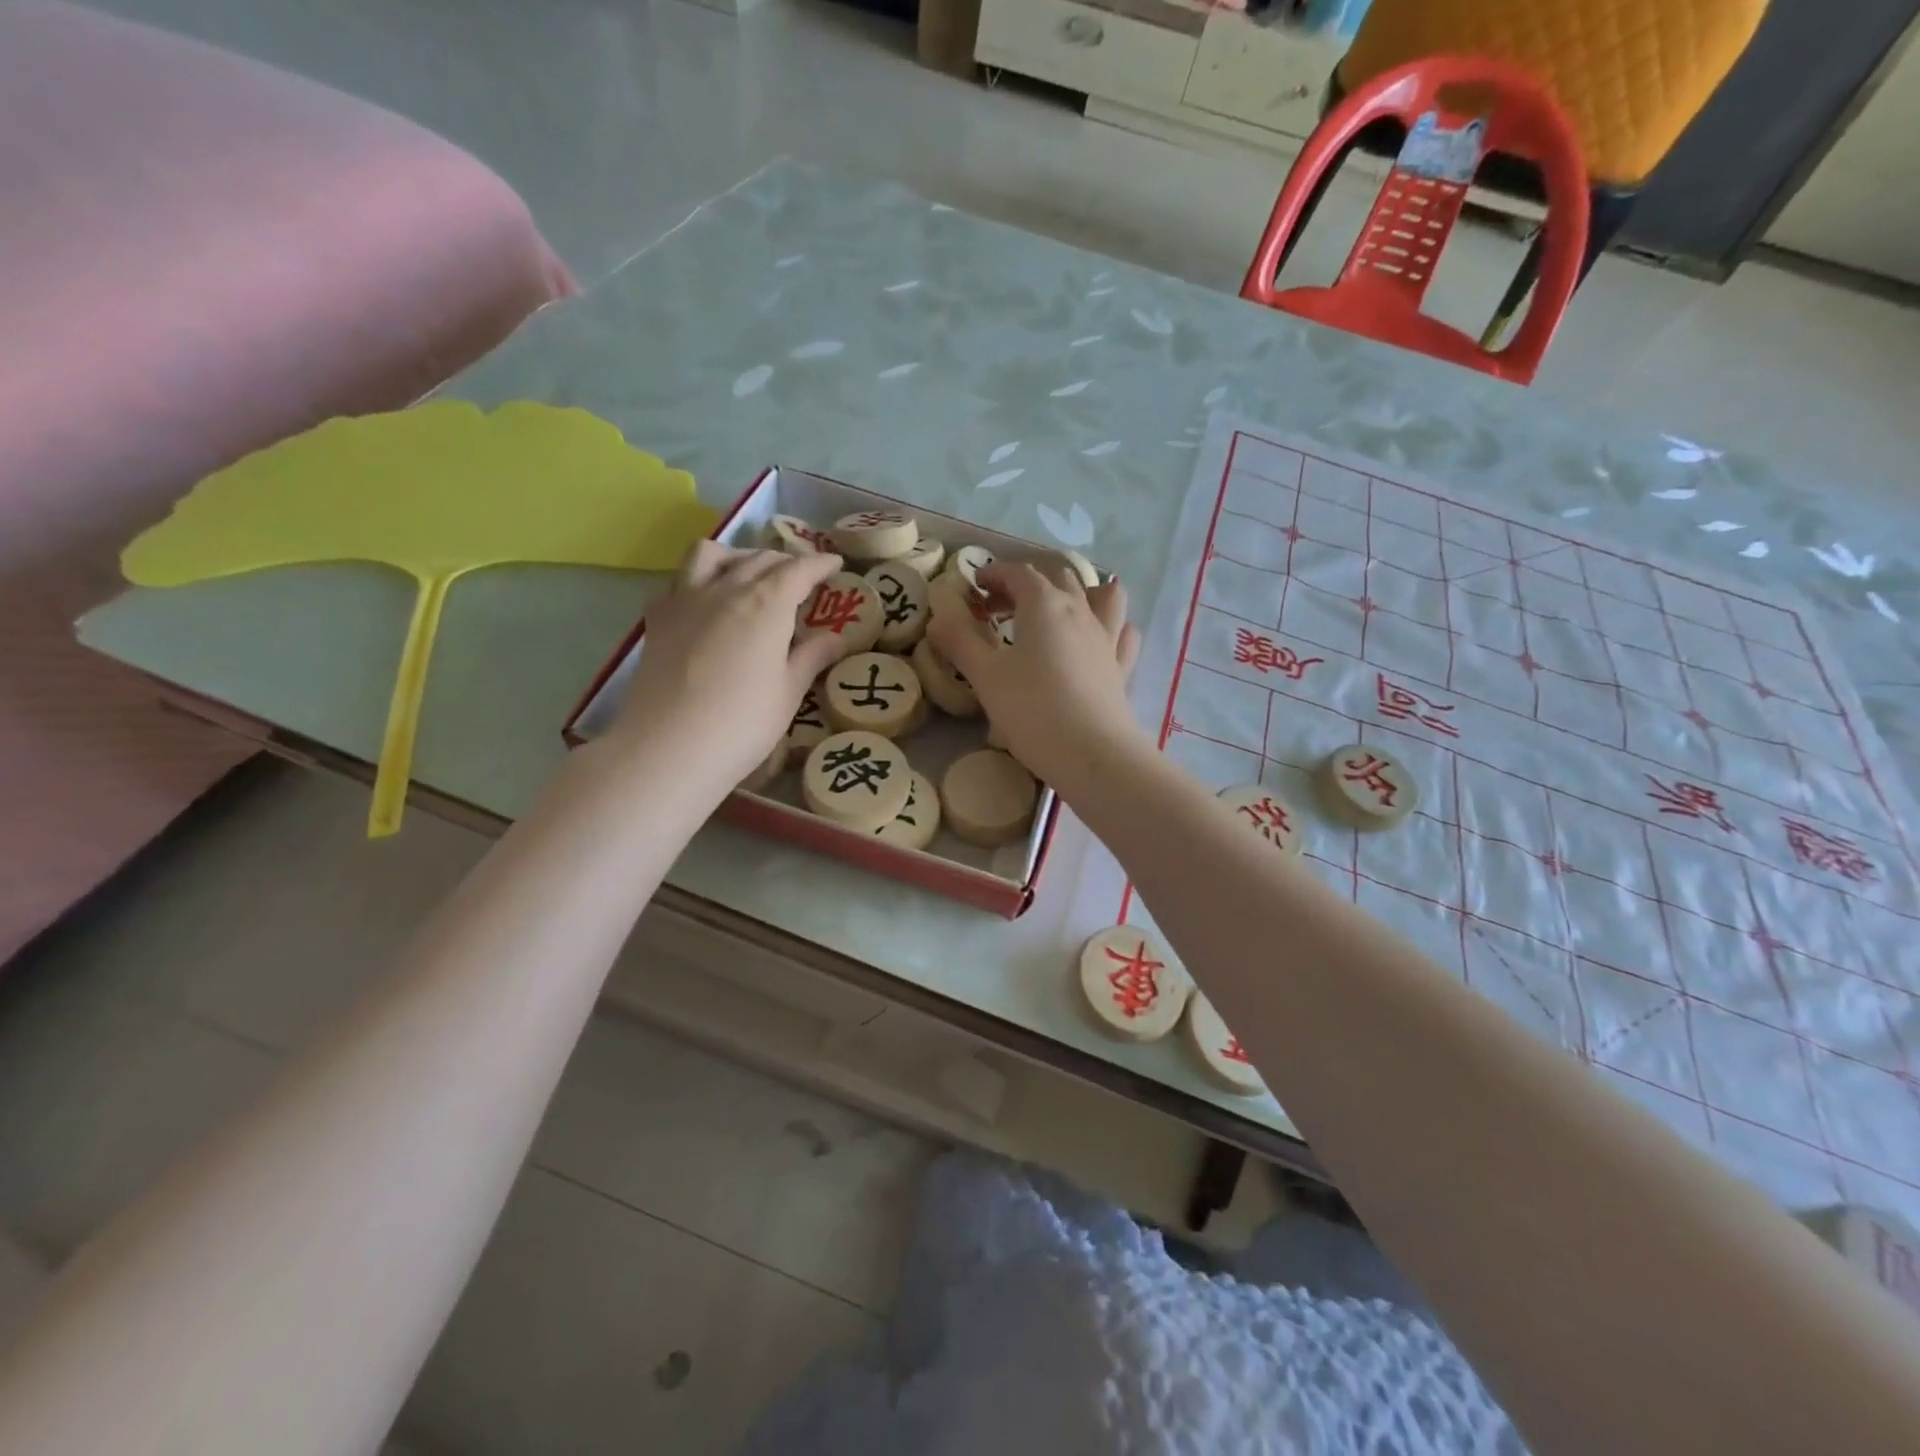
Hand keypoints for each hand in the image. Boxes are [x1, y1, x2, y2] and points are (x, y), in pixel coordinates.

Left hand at [612, 542, 845, 786]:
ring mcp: (685, 600)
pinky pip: (676, 583)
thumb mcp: (789, 692)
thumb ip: (812, 657)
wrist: (669, 748)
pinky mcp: (657, 620)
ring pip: (710, 555)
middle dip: (784, 562)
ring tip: (747, 574)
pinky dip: (695, 582)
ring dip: (736, 556)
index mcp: (766, 604)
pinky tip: (703, 603)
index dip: (820, 564)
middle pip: (758, 559)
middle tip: (800, 578)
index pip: (798, 570)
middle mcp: (725, 589)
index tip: (835, 563)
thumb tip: (836, 637)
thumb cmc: (743, 723)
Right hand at [927, 559, 1143, 788]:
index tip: (975, 587)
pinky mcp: (1121, 666)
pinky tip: (1097, 638)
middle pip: (1057, 579)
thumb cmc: (1032, 710)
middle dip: (1026, 584)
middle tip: (1000, 609)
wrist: (1092, 753)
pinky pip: (1121, 632)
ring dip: (1079, 592)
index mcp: (1044, 604)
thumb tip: (938, 618)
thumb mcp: (986, 676)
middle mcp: (1079, 611)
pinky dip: (1109, 625)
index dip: (995, 574)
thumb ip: (960, 642)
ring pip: (1100, 596)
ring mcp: (1106, 638)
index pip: (1019, 573)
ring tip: (1059, 610)